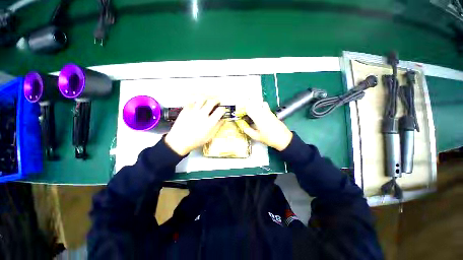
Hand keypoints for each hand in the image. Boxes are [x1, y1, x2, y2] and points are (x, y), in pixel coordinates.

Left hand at [165, 98, 225, 155]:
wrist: (179, 141)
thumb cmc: (195, 141)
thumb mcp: (209, 137)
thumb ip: (217, 127)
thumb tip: (222, 120)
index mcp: (209, 122)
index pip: (220, 110)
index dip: (223, 109)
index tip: (222, 110)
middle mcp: (202, 114)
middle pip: (212, 102)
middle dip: (216, 101)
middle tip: (217, 102)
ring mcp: (193, 111)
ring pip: (202, 99)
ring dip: (206, 100)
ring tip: (206, 102)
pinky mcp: (185, 110)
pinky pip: (192, 102)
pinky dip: (196, 102)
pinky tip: (196, 105)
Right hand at [237, 102, 292, 150]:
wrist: (283, 138)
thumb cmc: (269, 138)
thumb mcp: (256, 137)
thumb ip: (248, 130)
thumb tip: (242, 126)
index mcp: (258, 117)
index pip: (248, 108)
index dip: (242, 109)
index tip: (239, 113)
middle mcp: (263, 112)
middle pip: (253, 103)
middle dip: (247, 106)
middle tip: (243, 113)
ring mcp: (268, 111)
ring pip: (259, 103)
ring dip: (254, 105)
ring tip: (250, 112)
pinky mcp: (272, 113)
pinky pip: (264, 106)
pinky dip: (259, 107)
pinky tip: (258, 113)